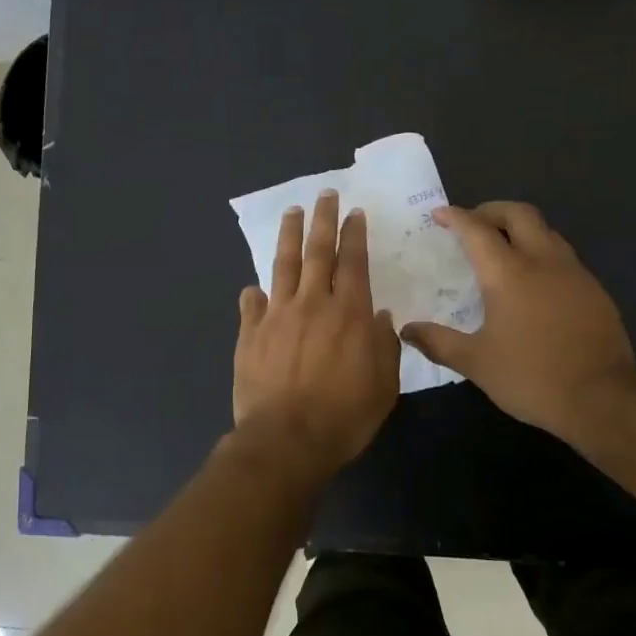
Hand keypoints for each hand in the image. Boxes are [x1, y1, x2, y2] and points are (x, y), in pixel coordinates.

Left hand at [232, 190, 401, 474]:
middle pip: (317, 251)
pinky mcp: (250, 334)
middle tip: (324, 194)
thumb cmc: (343, 416)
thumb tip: (380, 316)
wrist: (286, 440)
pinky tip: (254, 287)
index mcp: (348, 313)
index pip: (353, 262)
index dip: (354, 234)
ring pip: (282, 265)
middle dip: (322, 220)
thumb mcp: (383, 386)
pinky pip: (251, 305)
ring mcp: (277, 316)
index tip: (354, 212)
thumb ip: (385, 346)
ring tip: (291, 213)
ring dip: (288, 236)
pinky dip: (254, 294)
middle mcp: (312, 304)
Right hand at [401, 202, 635, 444]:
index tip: (440, 214)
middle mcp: (542, 261)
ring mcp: (573, 272)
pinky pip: (563, 255)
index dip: (456, 217)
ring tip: (503, 247)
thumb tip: (406, 330)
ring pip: (545, 230)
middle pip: (518, 214)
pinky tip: (535, 279)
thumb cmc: (531, 377)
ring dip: (520, 228)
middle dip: (491, 210)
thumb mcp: (476, 363)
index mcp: (508, 274)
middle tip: (473, 223)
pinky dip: (541, 251)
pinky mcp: (594, 289)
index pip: (477, 230)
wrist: (603, 398)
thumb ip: (438, 342)